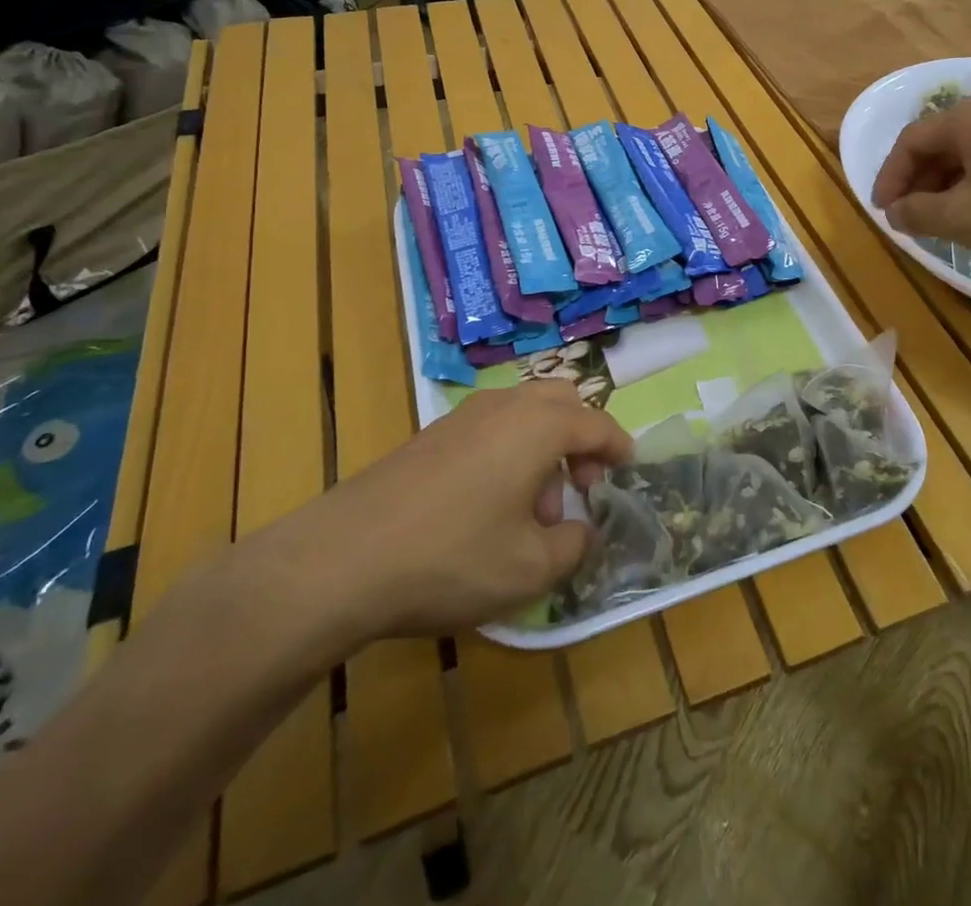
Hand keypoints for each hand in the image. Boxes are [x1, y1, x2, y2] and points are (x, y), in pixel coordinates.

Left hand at [244, 382, 631, 653]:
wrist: (342, 559)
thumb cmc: (452, 557)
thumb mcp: (530, 568)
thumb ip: (574, 546)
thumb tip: (584, 530)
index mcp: (538, 425)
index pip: (596, 423)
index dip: (618, 445)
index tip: (628, 468)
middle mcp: (505, 407)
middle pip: (560, 402)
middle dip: (580, 438)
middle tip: (580, 485)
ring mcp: (463, 417)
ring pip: (523, 413)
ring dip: (543, 448)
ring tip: (533, 509)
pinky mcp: (430, 436)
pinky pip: (490, 428)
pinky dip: (509, 452)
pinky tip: (489, 508)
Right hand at [870, 94, 970, 275]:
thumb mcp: (960, 218)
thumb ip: (916, 212)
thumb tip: (895, 212)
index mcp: (969, 117)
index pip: (911, 140)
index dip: (889, 177)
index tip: (882, 212)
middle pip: (939, 145)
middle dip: (916, 183)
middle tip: (908, 220)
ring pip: (967, 157)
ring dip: (943, 189)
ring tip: (938, 224)